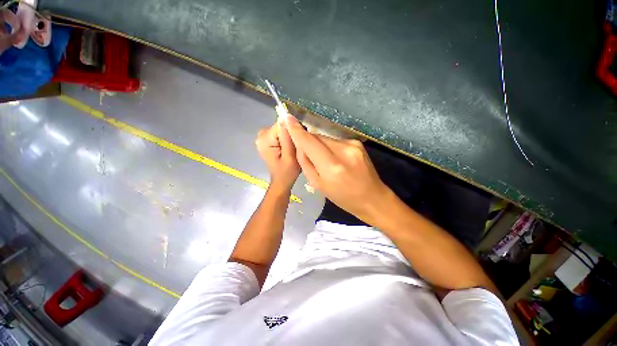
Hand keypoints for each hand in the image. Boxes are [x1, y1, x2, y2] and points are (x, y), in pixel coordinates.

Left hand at [255, 121, 300, 190]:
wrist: (282, 181)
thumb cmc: (287, 172)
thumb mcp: (290, 156)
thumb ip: (287, 138)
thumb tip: (285, 117)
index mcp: (265, 140)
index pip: (281, 125)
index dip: (292, 131)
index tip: (299, 141)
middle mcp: (261, 136)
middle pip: (281, 126)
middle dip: (291, 133)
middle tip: (297, 146)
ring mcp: (263, 137)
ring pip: (282, 129)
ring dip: (290, 136)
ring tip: (295, 148)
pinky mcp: (267, 140)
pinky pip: (280, 133)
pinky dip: (287, 138)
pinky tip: (290, 147)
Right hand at [284, 114, 391, 221]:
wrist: (372, 198)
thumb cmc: (343, 197)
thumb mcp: (318, 185)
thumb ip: (306, 163)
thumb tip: (299, 145)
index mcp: (332, 167)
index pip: (310, 142)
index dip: (297, 131)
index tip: (287, 118)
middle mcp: (343, 151)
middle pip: (317, 137)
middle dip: (308, 141)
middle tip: (306, 152)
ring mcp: (353, 145)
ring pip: (326, 138)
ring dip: (320, 145)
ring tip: (324, 160)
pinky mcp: (358, 143)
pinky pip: (336, 141)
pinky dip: (330, 147)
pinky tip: (335, 158)